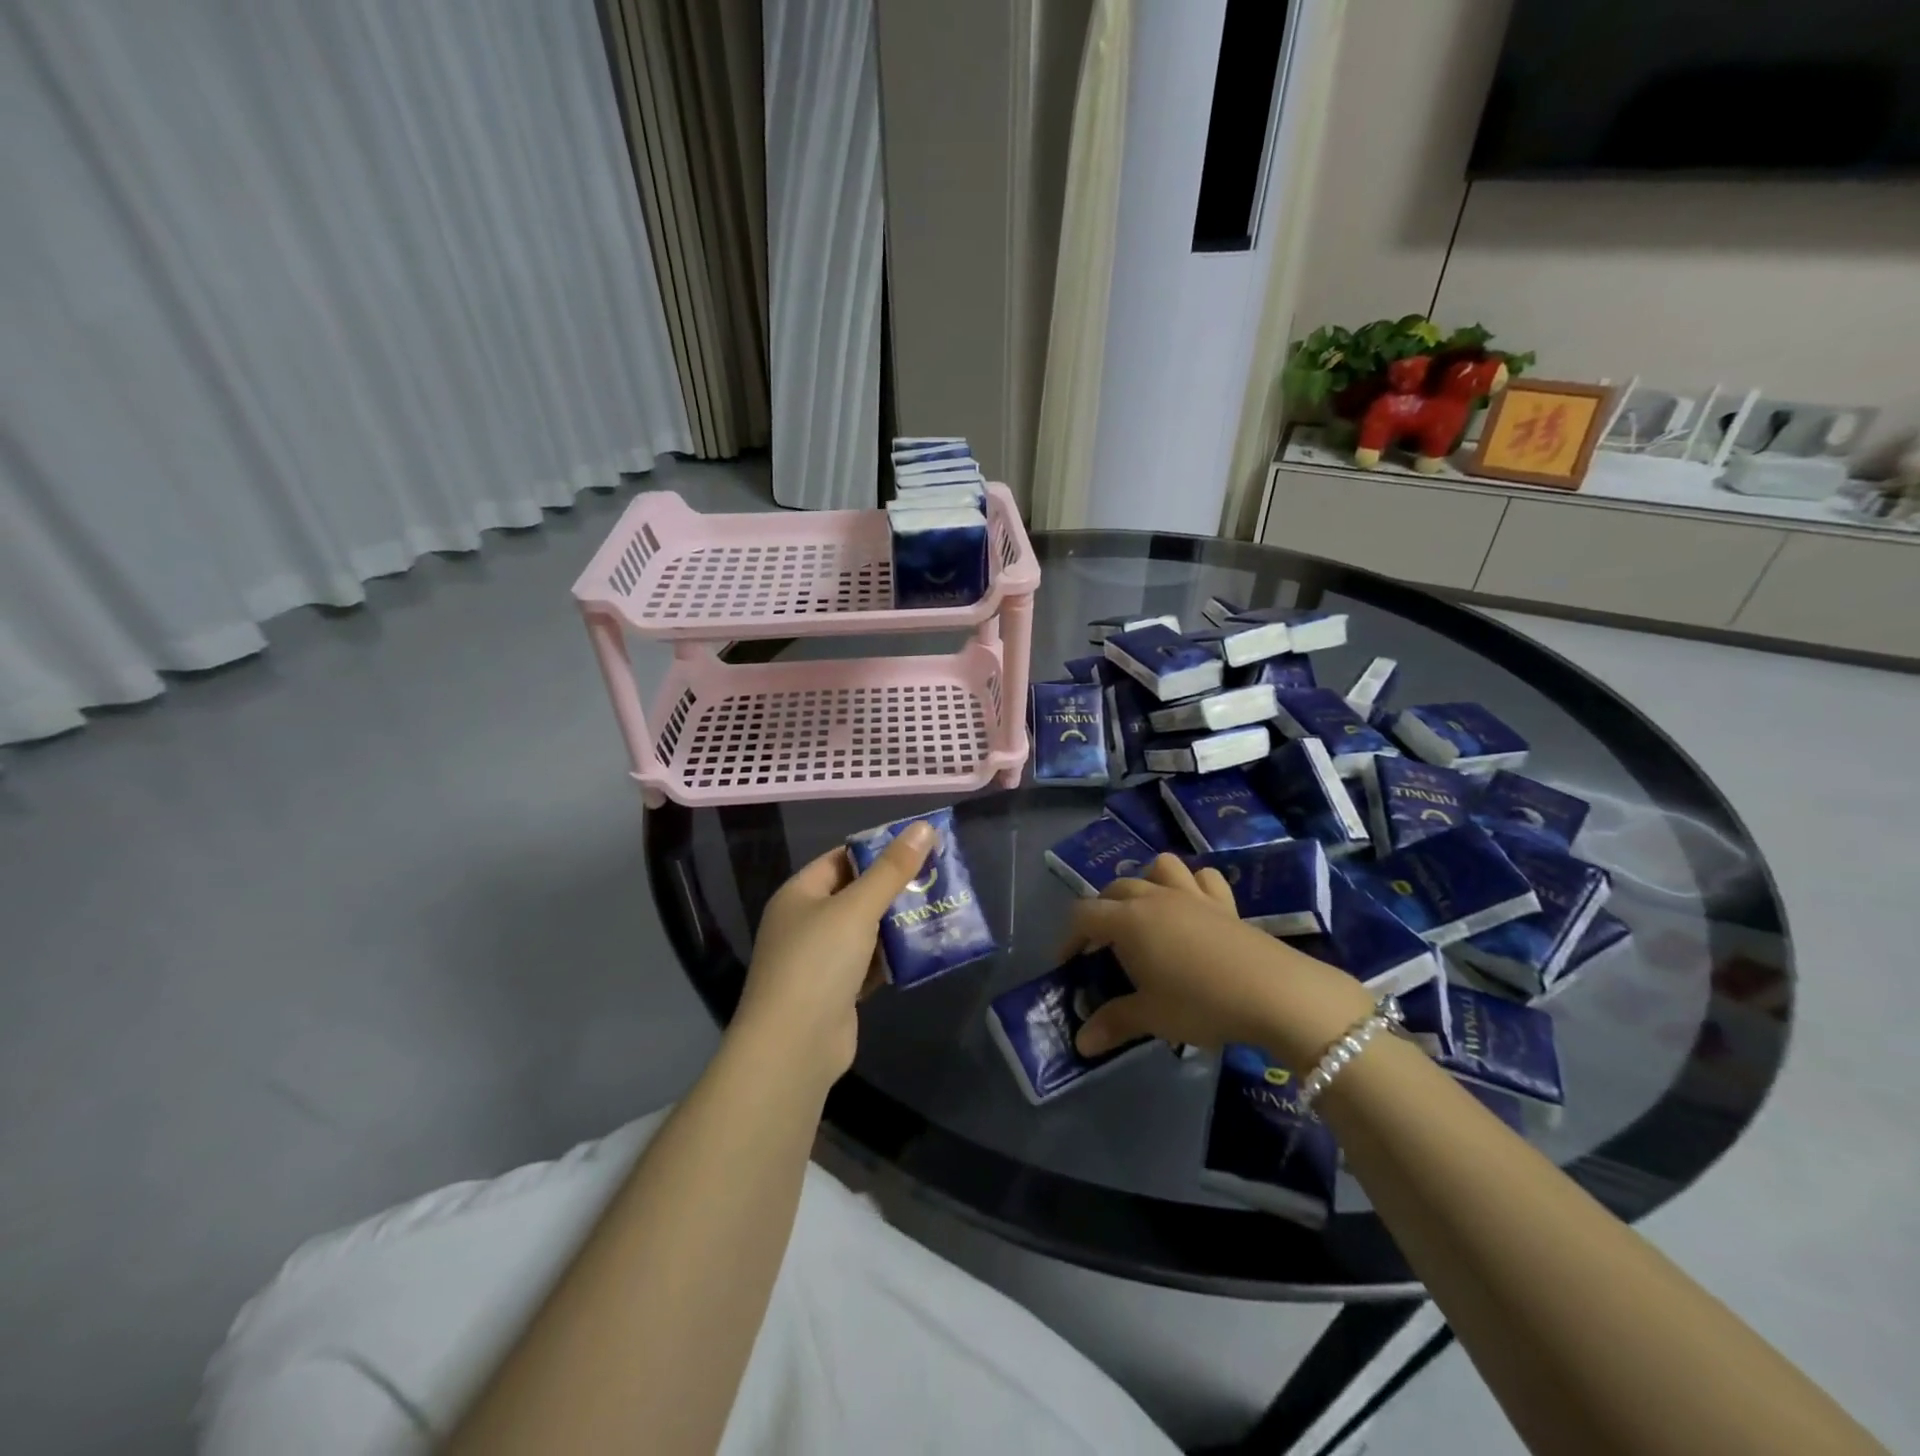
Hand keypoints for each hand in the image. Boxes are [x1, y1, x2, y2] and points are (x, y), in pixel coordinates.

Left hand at [732, 821, 935, 1086]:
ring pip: (866, 931)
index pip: (842, 858)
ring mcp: (819, 960)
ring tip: (941, 908)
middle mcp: (806, 922)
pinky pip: (869, 963)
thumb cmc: (818, 963)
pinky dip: (893, 957)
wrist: (793, 1048)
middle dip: (895, 888)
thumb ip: (892, 869)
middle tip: (940, 877)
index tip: (920, 845)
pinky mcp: (836, 991)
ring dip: (898, 924)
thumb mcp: (857, 908)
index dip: (878, 849)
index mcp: (800, 894)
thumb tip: (923, 827)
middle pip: (856, 894)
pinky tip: (925, 950)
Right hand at [1067, 854, 1376, 1067]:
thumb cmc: (1200, 1003)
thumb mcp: (1151, 1017)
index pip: (1083, 915)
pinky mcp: (1224, 902)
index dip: (1069, 938)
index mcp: (1128, 921)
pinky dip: (1192, 884)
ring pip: (1158, 867)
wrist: (1273, 993)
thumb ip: (1113, 1023)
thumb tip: (1081, 1043)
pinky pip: (1203, 877)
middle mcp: (1154, 897)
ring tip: (1146, 914)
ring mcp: (1191, 895)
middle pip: (1115, 889)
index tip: (1070, 965)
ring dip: (1145, 882)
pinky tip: (1192, 907)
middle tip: (1104, 948)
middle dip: (1101, 913)